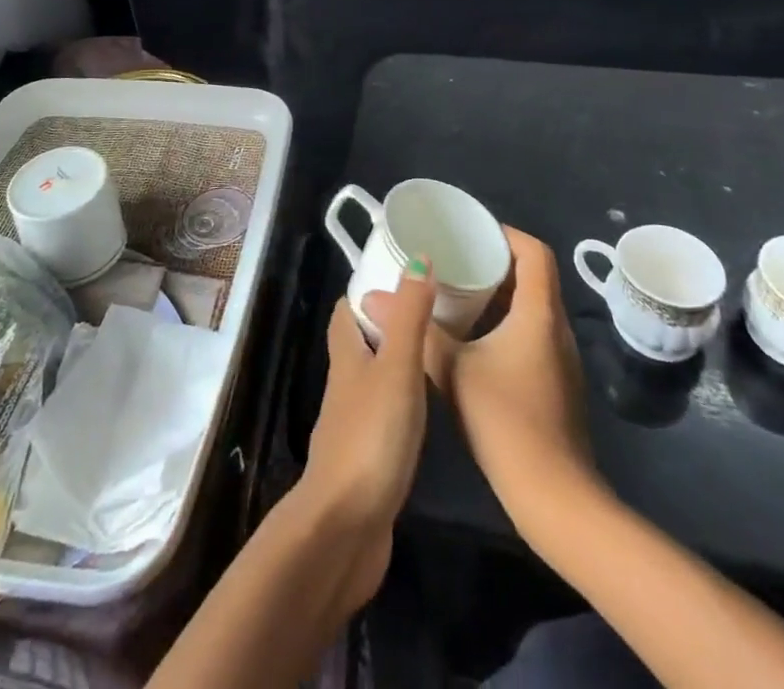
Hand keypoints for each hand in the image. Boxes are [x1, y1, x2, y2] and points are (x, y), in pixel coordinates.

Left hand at [294, 262, 435, 609]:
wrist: (345, 528)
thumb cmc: (371, 436)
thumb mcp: (397, 367)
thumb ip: (408, 316)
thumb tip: (417, 256)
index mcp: (347, 355)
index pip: (348, 310)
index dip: (369, 290)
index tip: (403, 275)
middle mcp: (345, 383)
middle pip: (361, 341)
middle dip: (389, 323)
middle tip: (432, 311)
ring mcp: (354, 422)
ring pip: (373, 378)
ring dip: (398, 362)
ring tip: (438, 352)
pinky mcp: (367, 458)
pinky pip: (384, 415)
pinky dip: (403, 402)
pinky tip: (428, 409)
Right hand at [425, 227, 598, 533]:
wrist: (554, 498)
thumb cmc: (506, 421)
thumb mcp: (453, 370)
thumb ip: (417, 330)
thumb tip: (373, 298)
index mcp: (539, 313)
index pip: (535, 252)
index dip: (505, 234)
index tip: (470, 231)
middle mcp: (557, 328)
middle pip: (534, 276)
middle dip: (495, 261)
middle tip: (454, 258)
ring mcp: (560, 358)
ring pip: (532, 307)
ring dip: (499, 294)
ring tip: (456, 291)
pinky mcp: (556, 382)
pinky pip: (532, 333)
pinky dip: (505, 322)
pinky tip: (473, 338)